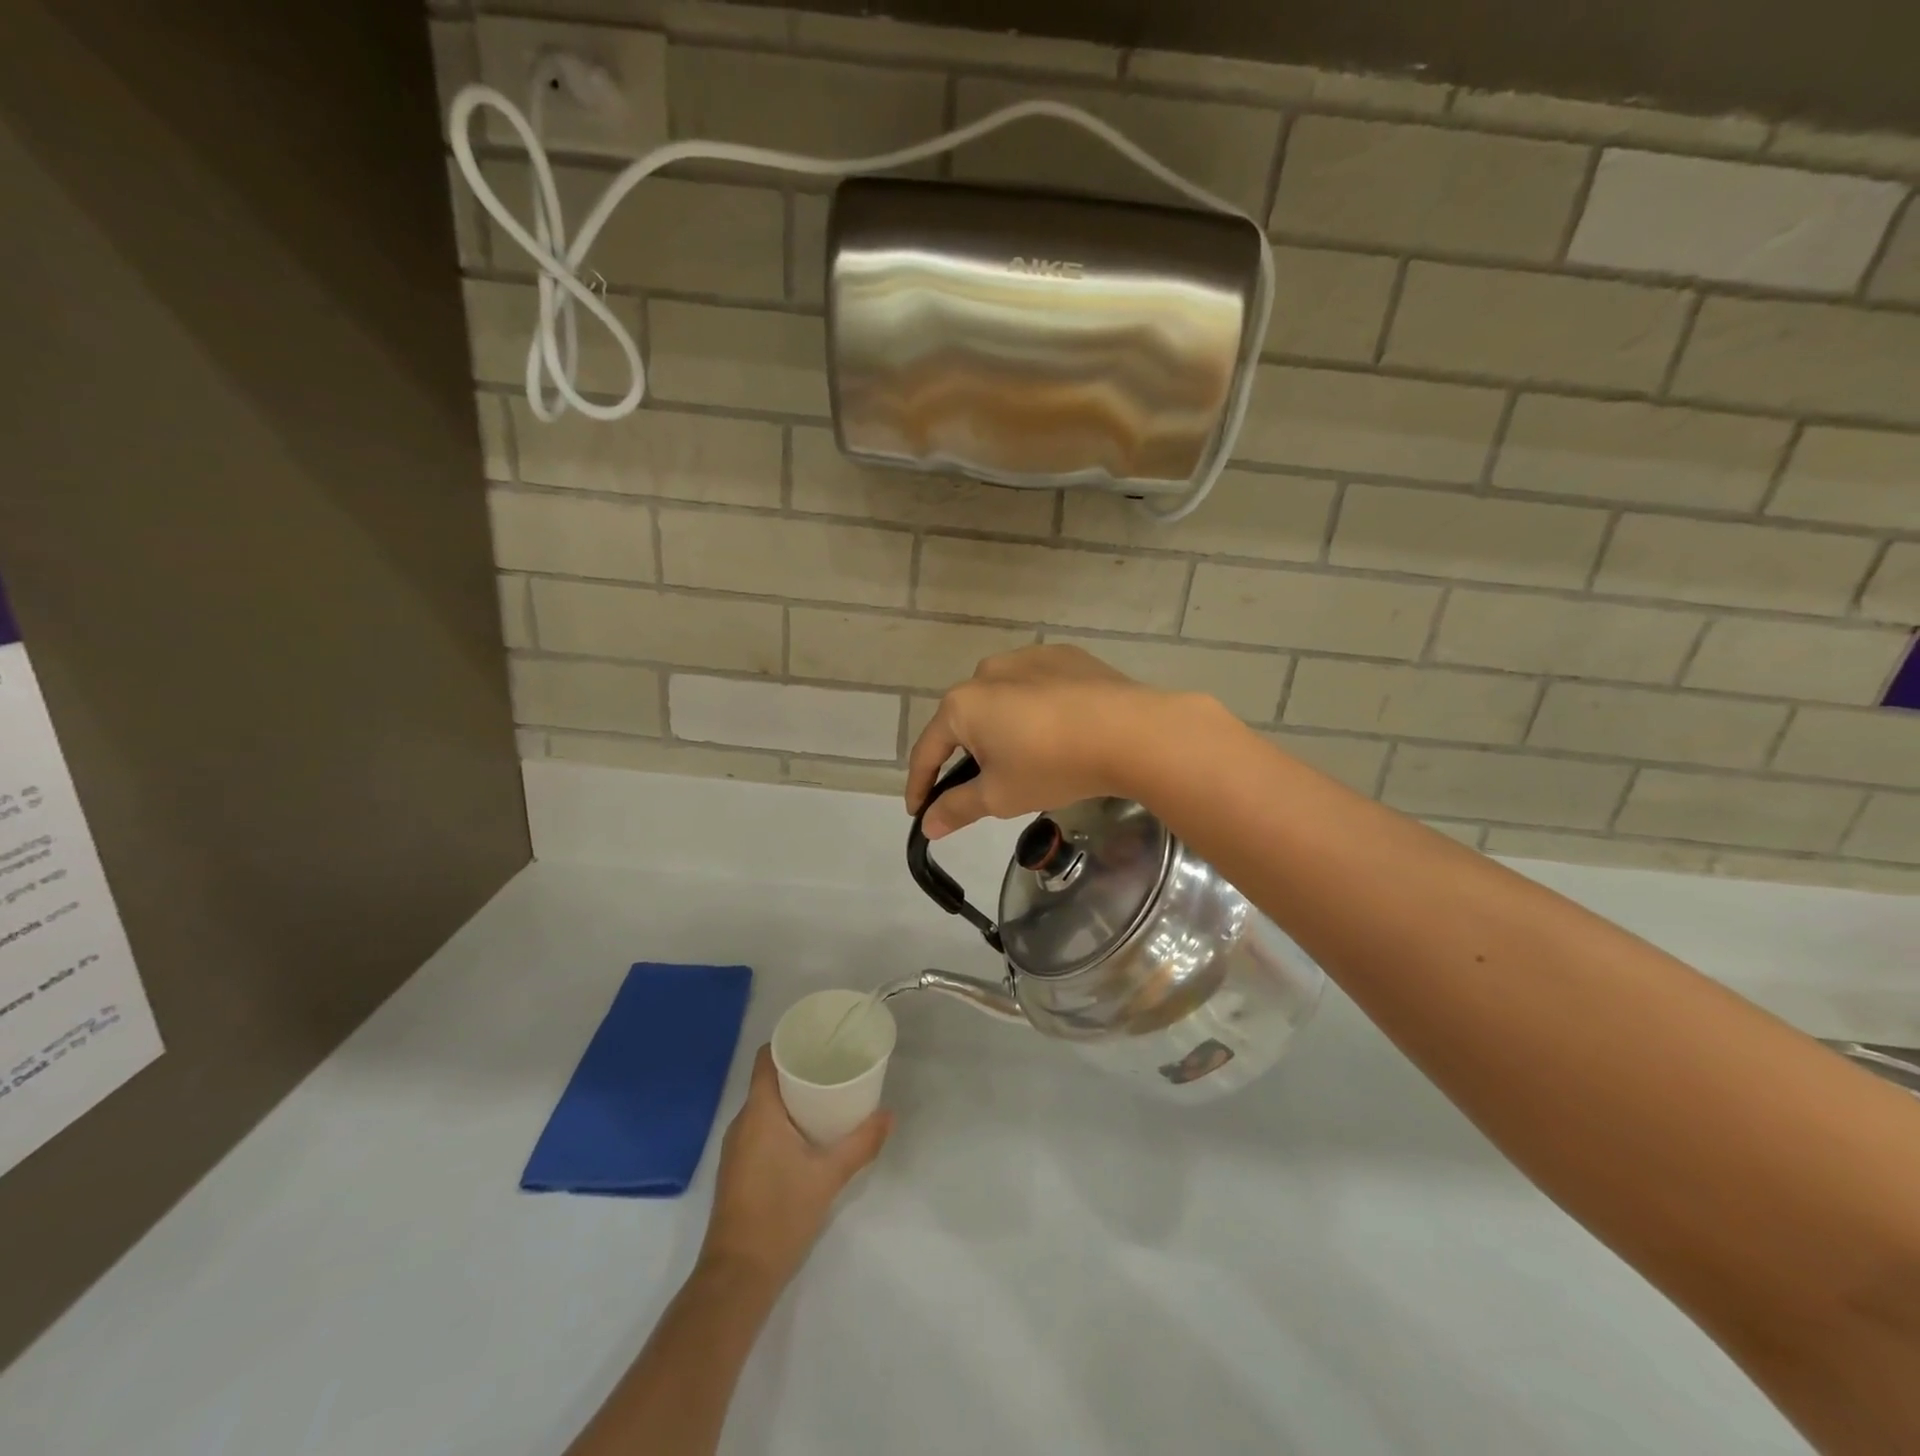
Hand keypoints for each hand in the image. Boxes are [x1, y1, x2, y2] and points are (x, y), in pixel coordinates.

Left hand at [698, 1046, 892, 1290]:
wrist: (737, 1277)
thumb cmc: (780, 1215)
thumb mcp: (828, 1176)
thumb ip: (861, 1143)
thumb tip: (889, 1115)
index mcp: (759, 1112)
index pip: (766, 1058)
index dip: (790, 1042)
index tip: (819, 1038)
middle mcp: (742, 1122)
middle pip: (769, 1080)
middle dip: (799, 1069)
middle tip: (835, 1065)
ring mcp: (736, 1148)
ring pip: (765, 1106)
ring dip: (792, 1097)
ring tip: (828, 1095)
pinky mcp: (738, 1170)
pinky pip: (761, 1128)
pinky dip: (783, 1120)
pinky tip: (809, 1133)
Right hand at [906, 645, 1198, 838]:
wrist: (1130, 732)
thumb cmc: (1052, 765)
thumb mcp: (999, 796)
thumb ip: (957, 808)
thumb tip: (928, 825)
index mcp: (962, 704)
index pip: (929, 750)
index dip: (920, 784)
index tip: (918, 811)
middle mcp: (986, 672)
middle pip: (965, 722)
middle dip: (966, 756)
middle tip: (982, 788)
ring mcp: (1027, 657)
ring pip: (1000, 701)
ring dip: (1001, 729)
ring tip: (1025, 758)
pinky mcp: (1063, 656)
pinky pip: (1034, 687)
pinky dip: (1034, 710)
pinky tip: (1056, 731)